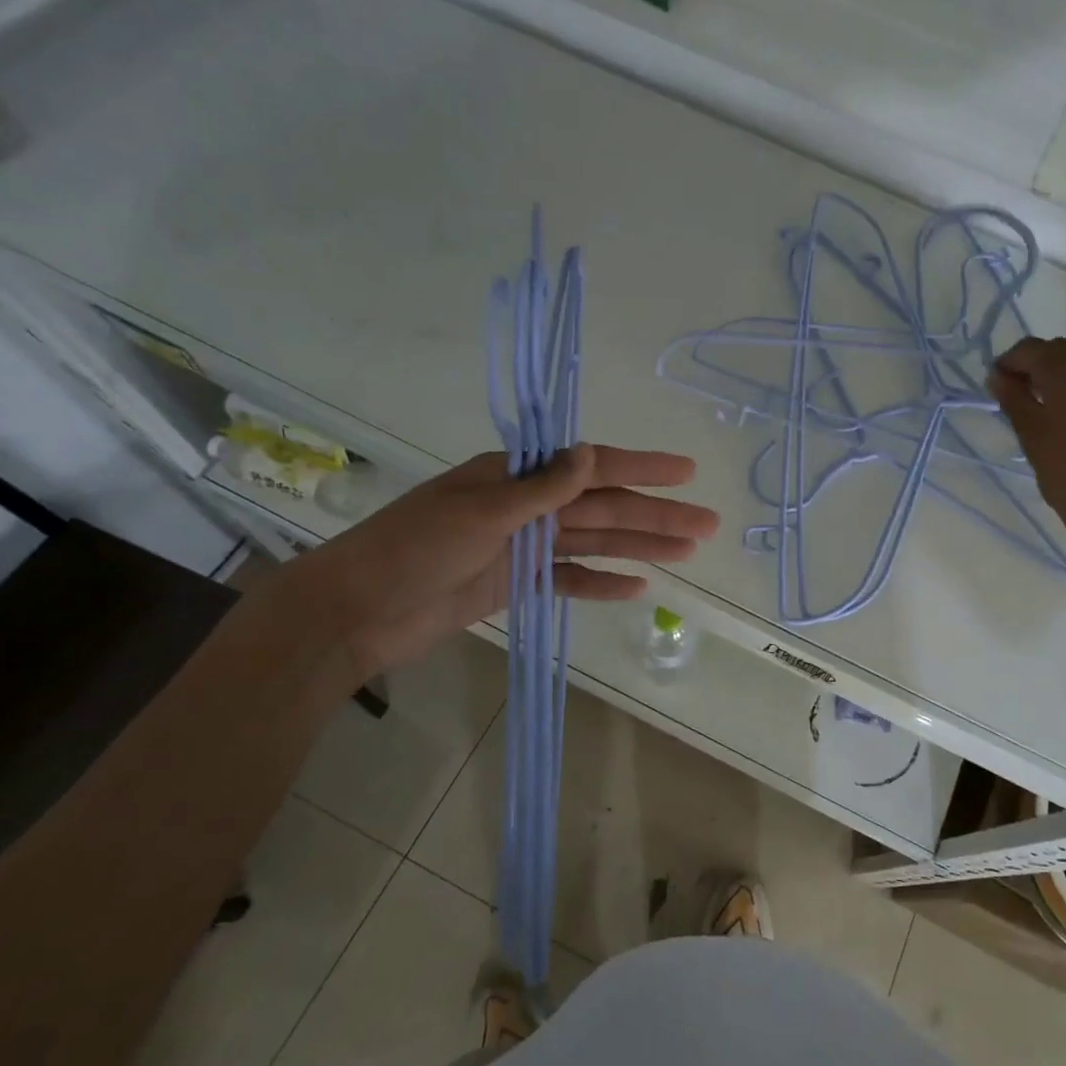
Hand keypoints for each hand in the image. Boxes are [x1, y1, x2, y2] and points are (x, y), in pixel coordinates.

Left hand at [286, 444, 718, 679]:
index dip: (641, 468)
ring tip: (687, 552)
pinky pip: (569, 579)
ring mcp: (523, 546)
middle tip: (707, 524)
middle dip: (656, 515)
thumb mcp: (481, 511)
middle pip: (603, 508)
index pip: (592, 467)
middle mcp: (526, 505)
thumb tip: (592, 452)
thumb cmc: (414, 550)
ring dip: (640, 547)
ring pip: (595, 543)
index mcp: (516, 476)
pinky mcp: (516, 582)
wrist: (357, 612)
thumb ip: (541, 487)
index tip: (686, 471)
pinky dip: (601, 583)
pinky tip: (636, 587)